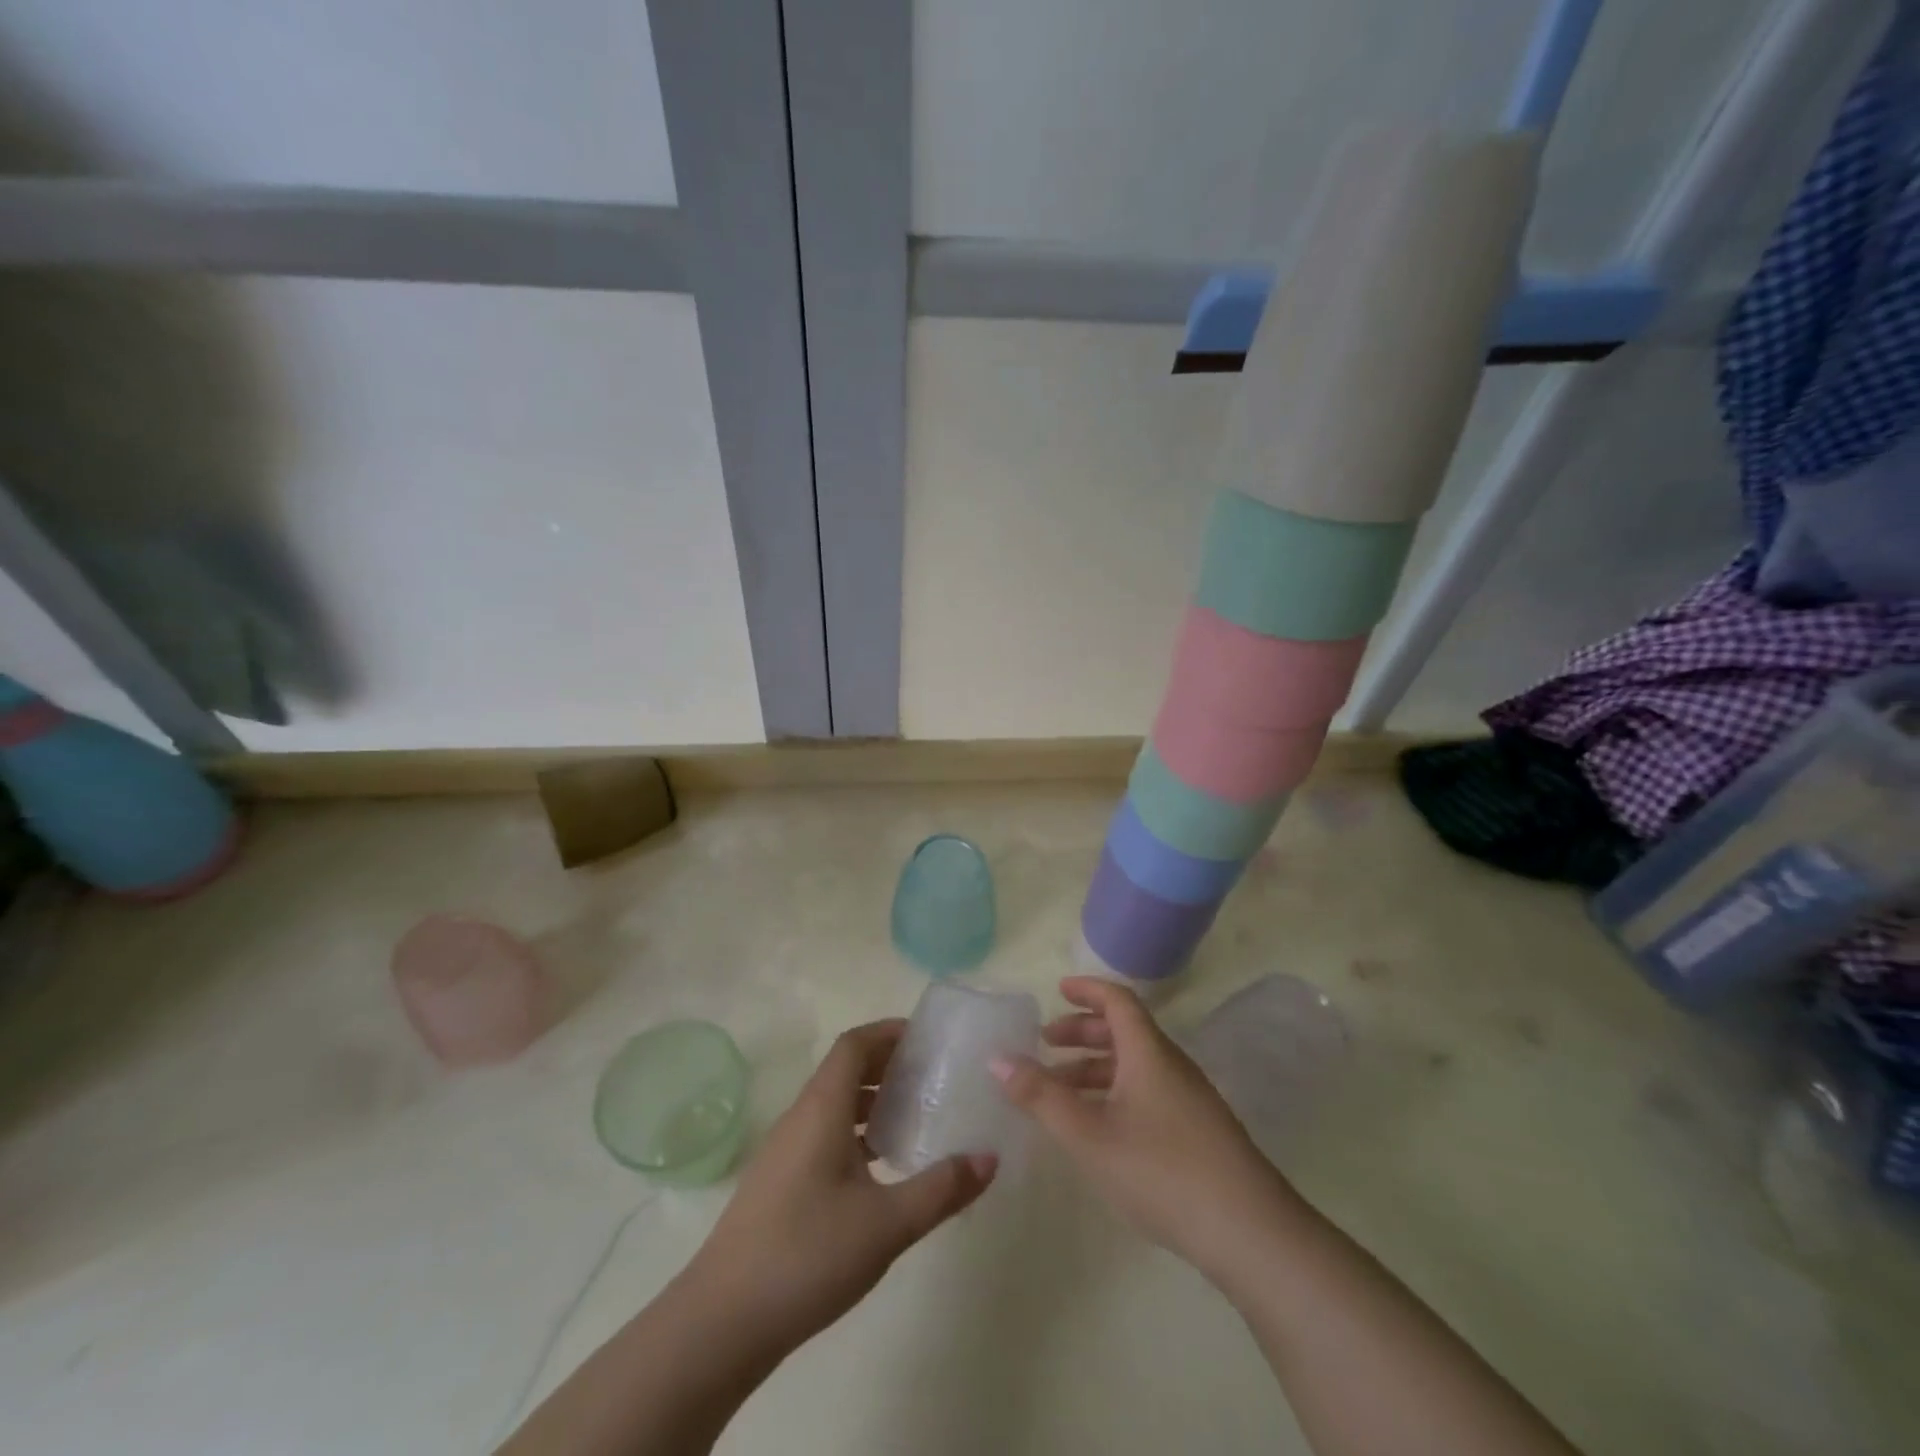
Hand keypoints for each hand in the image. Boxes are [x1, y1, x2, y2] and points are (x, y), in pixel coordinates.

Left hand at [686, 1020, 996, 1358]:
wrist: (721, 1323)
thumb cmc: (807, 1255)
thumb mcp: (887, 1224)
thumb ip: (941, 1188)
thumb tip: (990, 1158)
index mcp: (822, 1109)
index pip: (854, 1044)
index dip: (888, 1031)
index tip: (927, 1039)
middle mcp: (800, 1118)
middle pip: (845, 1070)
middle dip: (887, 1066)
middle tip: (932, 1077)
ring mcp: (784, 1151)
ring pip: (834, 1106)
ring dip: (872, 1102)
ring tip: (914, 1120)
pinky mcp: (779, 1183)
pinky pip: (823, 1135)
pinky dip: (855, 1134)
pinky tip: (880, 1170)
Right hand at [991, 977, 1289, 1277]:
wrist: (1250, 1233)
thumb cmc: (1161, 1171)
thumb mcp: (1089, 1135)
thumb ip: (1041, 1097)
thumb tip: (998, 1058)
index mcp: (1149, 1053)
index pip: (1118, 1001)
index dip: (1087, 990)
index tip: (1058, 990)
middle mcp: (1171, 1066)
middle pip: (1124, 1032)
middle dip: (1082, 1033)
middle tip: (1046, 1043)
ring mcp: (1189, 1100)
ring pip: (1134, 1066)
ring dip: (1095, 1068)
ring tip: (1059, 1091)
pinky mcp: (1198, 1132)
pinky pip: (1147, 1092)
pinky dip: (1114, 1093)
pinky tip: (1099, 1128)